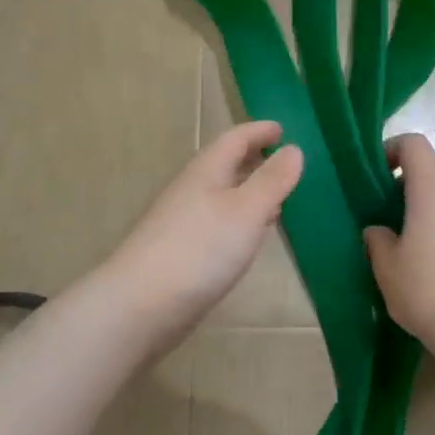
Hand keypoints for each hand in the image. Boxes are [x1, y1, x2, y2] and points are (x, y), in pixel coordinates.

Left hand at [101, 121, 303, 351]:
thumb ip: (272, 180)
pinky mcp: (178, 251)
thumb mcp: (246, 210)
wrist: (140, 305)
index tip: (282, 129)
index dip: (259, 132)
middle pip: (224, 165)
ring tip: (275, 199)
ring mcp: (180, 221)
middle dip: (254, 160)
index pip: (235, 139)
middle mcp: (190, 190)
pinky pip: (214, 221)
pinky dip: (237, 219)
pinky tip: (246, 237)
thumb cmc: (200, 250)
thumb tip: (294, 149)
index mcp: (206, 172)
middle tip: (283, 162)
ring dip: (247, 191)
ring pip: (220, 195)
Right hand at [364, 134, 434, 354]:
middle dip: (412, 184)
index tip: (378, 175)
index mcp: (432, 187)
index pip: (414, 144)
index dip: (392, 150)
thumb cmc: (426, 290)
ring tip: (422, 242)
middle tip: (394, 216)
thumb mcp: (386, 267)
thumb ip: (377, 238)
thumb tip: (379, 229)